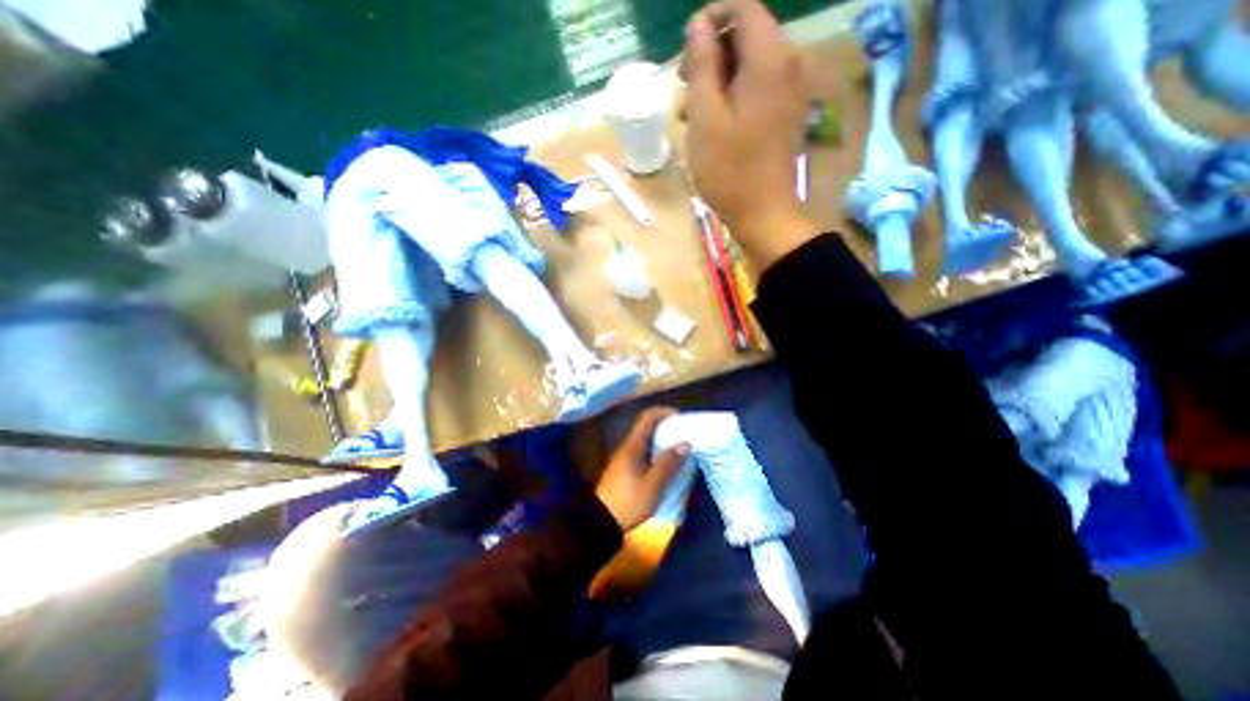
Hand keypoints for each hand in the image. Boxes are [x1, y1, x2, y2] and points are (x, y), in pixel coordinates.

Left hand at [595, 404, 692, 530]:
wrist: (600, 522)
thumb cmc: (629, 501)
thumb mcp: (653, 485)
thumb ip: (669, 463)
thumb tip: (685, 443)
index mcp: (633, 446)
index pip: (647, 418)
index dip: (663, 412)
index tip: (680, 417)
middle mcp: (627, 447)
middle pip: (646, 427)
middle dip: (665, 426)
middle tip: (683, 433)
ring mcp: (624, 457)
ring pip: (644, 440)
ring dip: (661, 439)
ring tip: (678, 448)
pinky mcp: (624, 469)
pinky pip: (642, 451)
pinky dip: (655, 451)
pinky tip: (665, 463)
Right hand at [681, 0, 821, 270]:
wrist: (764, 213)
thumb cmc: (729, 170)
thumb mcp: (705, 117)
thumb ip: (703, 64)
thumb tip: (700, 25)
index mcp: (769, 58)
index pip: (742, 8)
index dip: (710, 20)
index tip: (685, 53)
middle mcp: (787, 64)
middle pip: (747, 35)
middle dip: (712, 53)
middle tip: (684, 86)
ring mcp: (789, 91)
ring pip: (750, 64)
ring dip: (719, 79)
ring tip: (692, 111)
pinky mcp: (785, 114)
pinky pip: (758, 88)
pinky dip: (734, 96)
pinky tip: (713, 123)